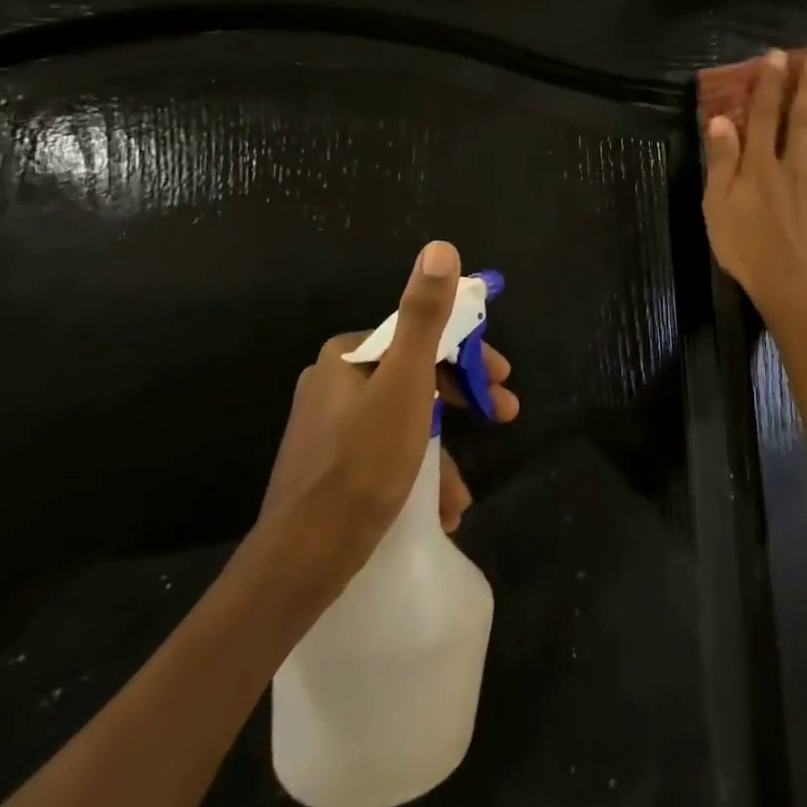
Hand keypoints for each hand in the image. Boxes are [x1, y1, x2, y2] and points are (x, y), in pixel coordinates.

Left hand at [257, 241, 519, 598]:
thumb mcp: (407, 382)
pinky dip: (417, 475)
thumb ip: (425, 315)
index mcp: (348, 356)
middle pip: (417, 379)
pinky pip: (387, 455)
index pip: (423, 338)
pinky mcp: (329, 469)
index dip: (469, 357)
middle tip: (504, 418)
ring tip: (462, 494)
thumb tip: (440, 247)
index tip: (502, 383)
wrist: (302, 559)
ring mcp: (329, 428)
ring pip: (406, 422)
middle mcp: (334, 384)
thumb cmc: (363, 461)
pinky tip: (437, 509)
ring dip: (442, 453)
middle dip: (463, 403)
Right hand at [702, 49, 806, 315]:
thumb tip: (721, 120)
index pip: (763, 116)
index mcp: (759, 166)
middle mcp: (792, 166)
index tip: (777, 56)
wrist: (792, 285)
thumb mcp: (717, 206)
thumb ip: (721, 162)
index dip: (769, 84)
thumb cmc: (746, 248)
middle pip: (802, 120)